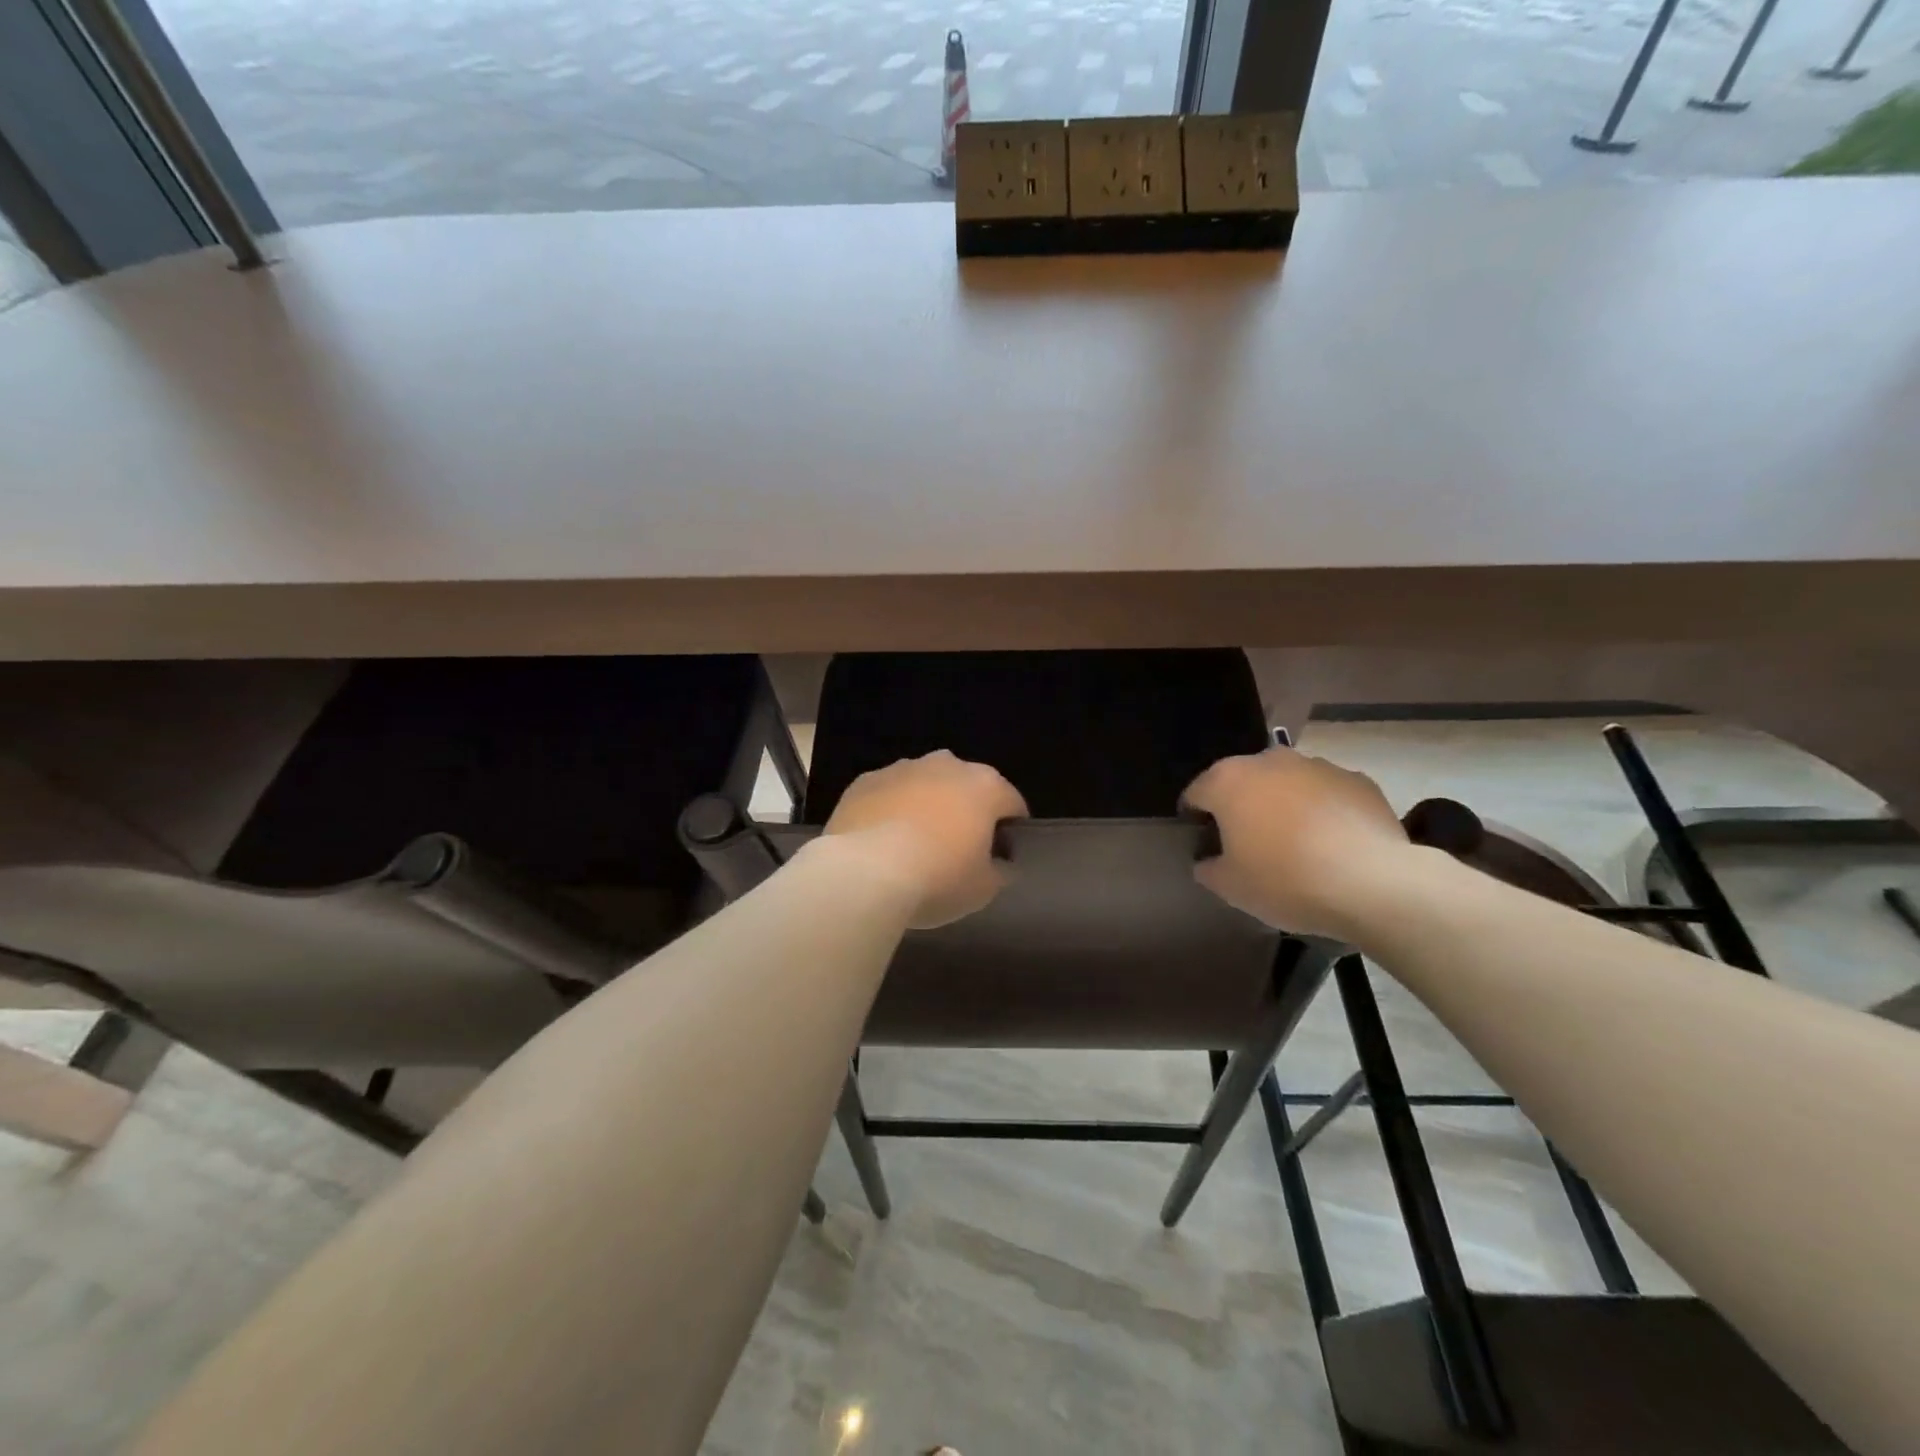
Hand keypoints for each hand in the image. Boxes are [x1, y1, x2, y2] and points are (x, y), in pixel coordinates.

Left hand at [823, 751, 1027, 927]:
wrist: (864, 873)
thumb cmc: (937, 878)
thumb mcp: (984, 888)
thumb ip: (999, 870)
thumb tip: (999, 863)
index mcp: (985, 786)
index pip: (1012, 803)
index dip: (1010, 831)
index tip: (1000, 856)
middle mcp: (947, 765)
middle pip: (966, 787)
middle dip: (965, 811)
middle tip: (956, 851)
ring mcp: (902, 768)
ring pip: (924, 785)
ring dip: (925, 806)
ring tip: (913, 847)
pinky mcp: (865, 780)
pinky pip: (888, 794)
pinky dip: (890, 811)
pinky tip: (881, 843)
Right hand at [1183, 747, 1414, 939]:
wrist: (1373, 884)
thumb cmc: (1285, 880)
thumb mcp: (1230, 887)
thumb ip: (1208, 868)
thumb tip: (1208, 860)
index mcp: (1227, 781)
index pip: (1195, 793)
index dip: (1195, 819)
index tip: (1204, 845)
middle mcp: (1268, 761)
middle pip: (1242, 782)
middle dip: (1241, 807)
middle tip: (1249, 845)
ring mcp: (1316, 765)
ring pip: (1286, 783)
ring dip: (1283, 805)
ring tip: (1296, 845)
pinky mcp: (1357, 779)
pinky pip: (1326, 794)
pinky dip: (1323, 811)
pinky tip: (1333, 844)